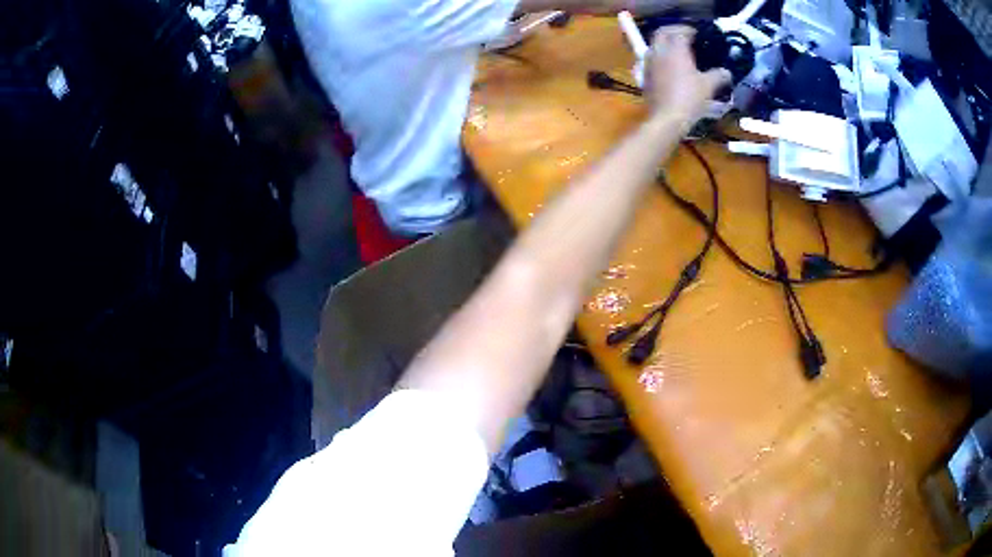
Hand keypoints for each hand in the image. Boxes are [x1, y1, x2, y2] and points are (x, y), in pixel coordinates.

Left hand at [644, 26, 730, 122]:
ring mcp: (649, 63)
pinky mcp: (645, 75)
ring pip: (654, 45)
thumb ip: (719, 76)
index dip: (688, 30)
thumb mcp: (708, 86)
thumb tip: (727, 72)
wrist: (667, 117)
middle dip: (673, 31)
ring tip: (677, 50)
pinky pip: (651, 58)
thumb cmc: (689, 98)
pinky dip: (660, 56)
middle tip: (685, 36)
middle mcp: (659, 51)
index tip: (697, 33)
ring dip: (665, 43)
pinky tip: (669, 66)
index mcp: (675, 49)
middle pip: (662, 33)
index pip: (679, 31)